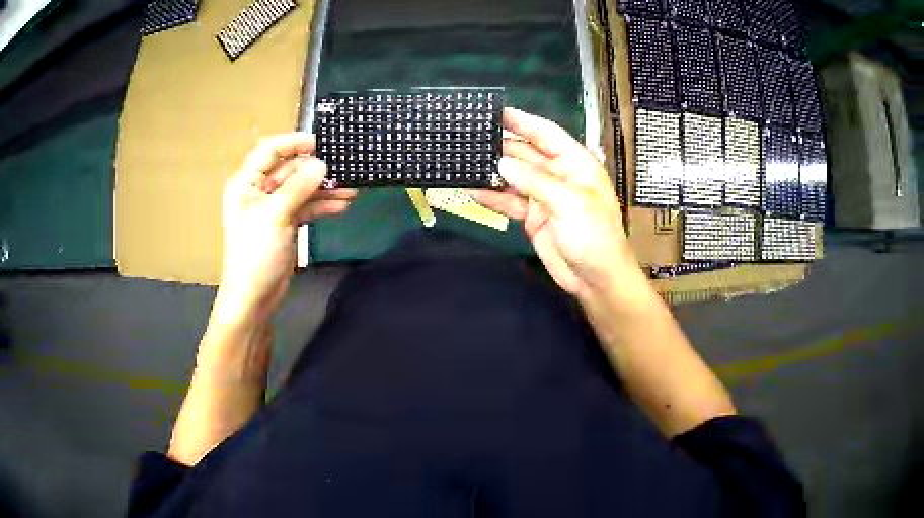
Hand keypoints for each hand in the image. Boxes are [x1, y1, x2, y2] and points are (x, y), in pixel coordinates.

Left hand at [214, 133, 356, 324]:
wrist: (254, 297)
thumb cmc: (255, 253)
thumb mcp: (275, 215)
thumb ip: (299, 187)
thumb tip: (321, 165)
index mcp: (247, 182)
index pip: (270, 150)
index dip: (293, 143)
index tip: (320, 143)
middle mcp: (259, 191)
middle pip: (290, 170)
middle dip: (316, 170)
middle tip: (344, 170)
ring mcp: (274, 208)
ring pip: (302, 189)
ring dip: (324, 189)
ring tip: (352, 190)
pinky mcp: (286, 224)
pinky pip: (306, 208)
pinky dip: (322, 206)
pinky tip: (342, 206)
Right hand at [473, 108, 639, 298]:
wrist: (596, 280)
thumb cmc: (594, 236)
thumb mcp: (569, 203)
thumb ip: (535, 181)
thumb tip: (501, 164)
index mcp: (576, 164)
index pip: (547, 134)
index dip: (524, 122)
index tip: (498, 111)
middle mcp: (559, 175)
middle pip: (527, 154)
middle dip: (502, 145)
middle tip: (472, 136)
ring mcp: (545, 197)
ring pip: (515, 177)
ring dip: (494, 171)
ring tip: (466, 160)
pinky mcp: (533, 217)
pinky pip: (510, 202)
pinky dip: (493, 198)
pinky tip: (473, 191)